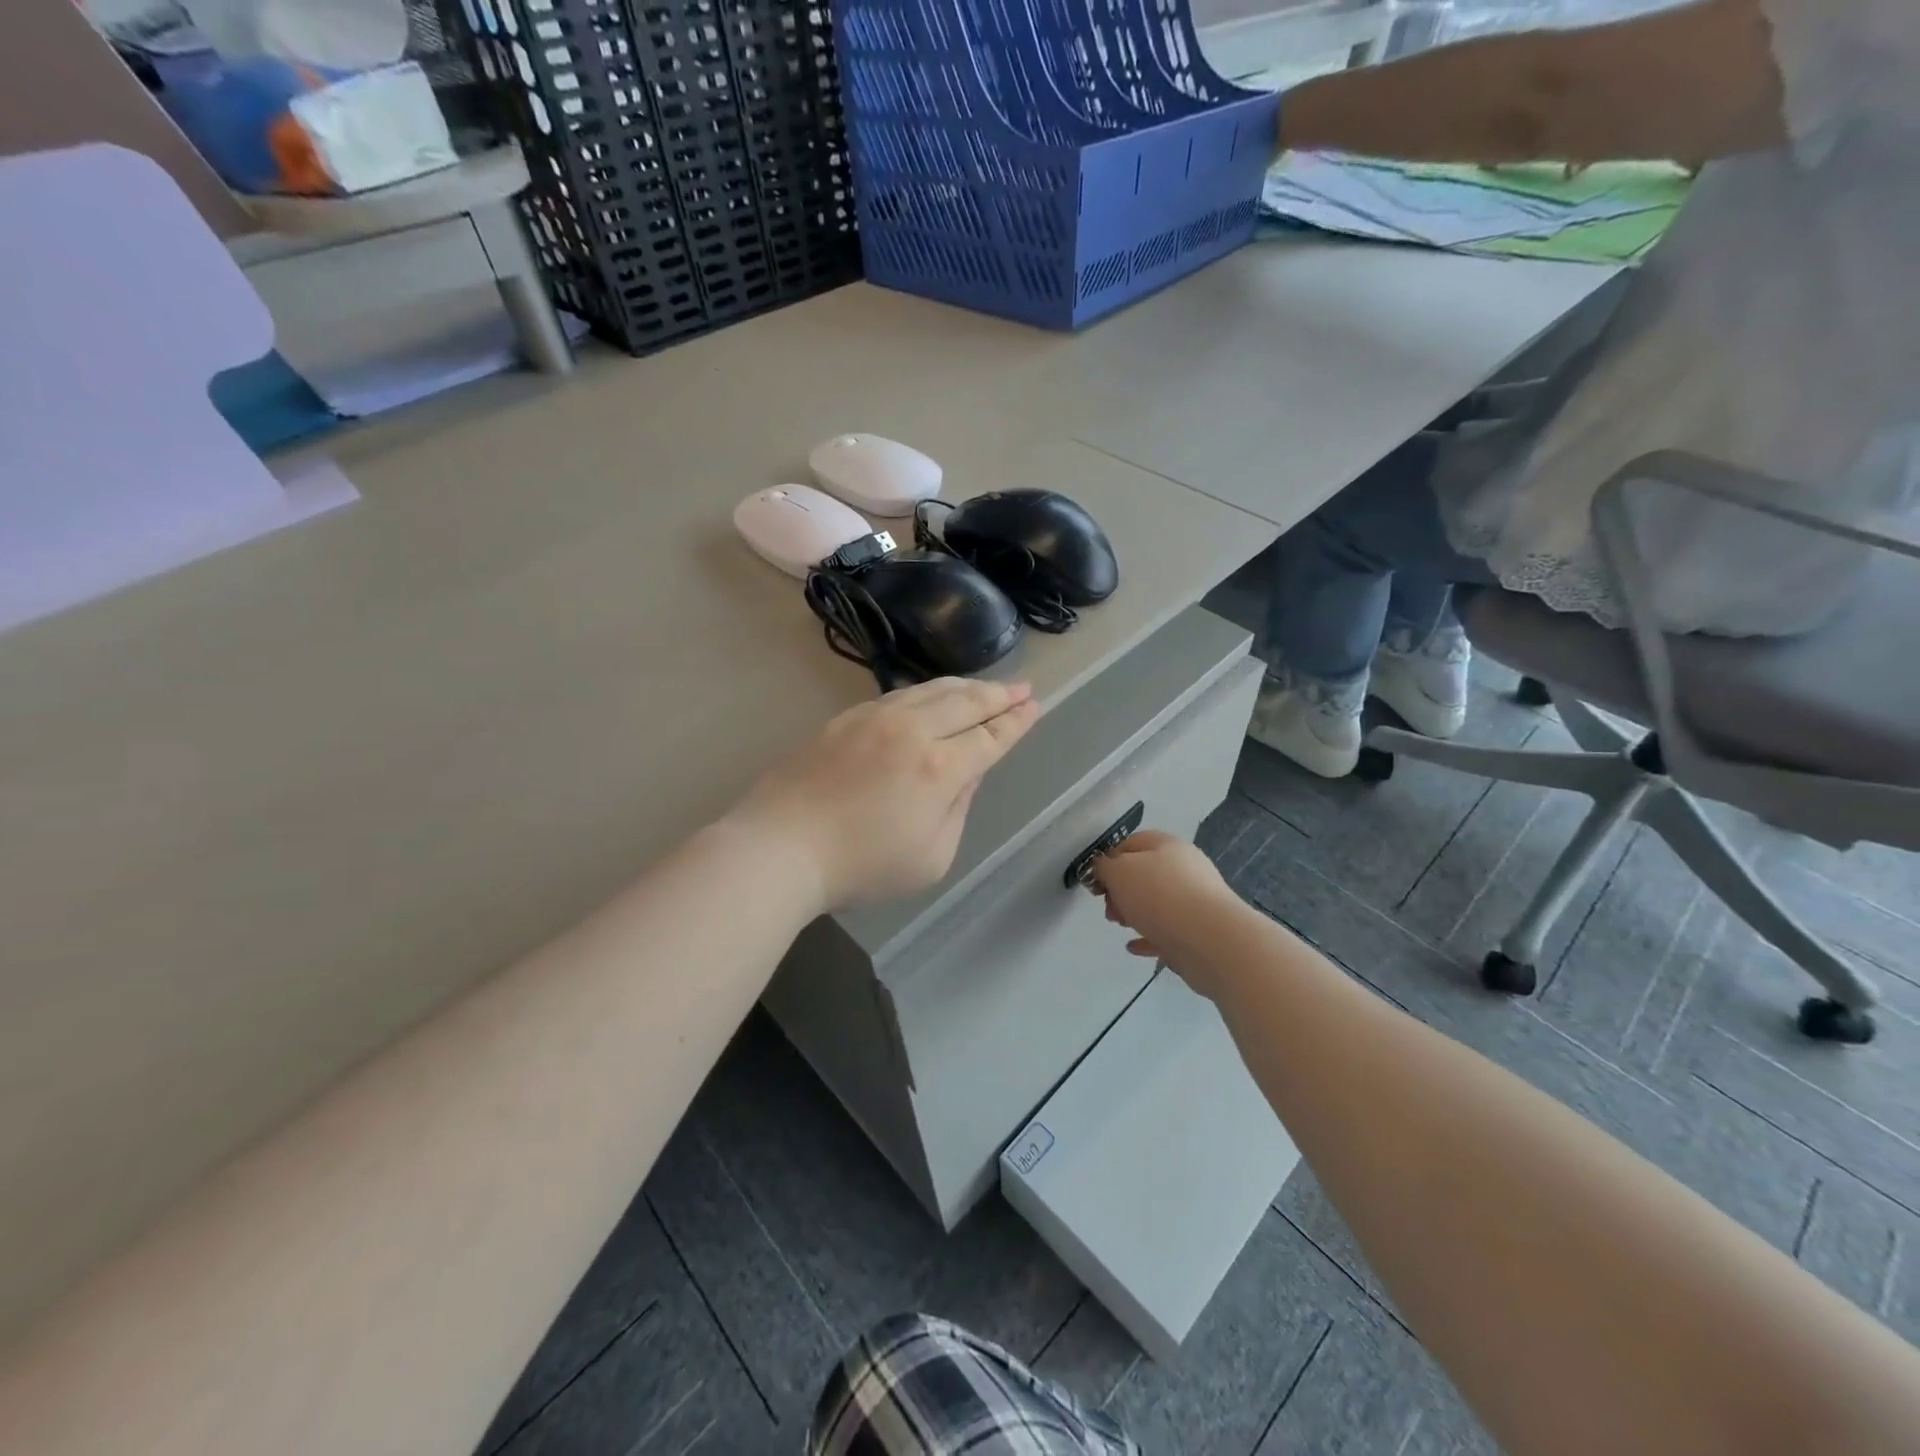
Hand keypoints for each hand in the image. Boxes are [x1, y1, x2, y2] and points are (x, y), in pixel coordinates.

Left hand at [734, 678, 1039, 909]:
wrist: (781, 846)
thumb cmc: (860, 867)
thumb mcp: (930, 858)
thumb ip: (957, 810)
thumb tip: (967, 774)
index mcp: (940, 768)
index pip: (990, 737)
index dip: (1015, 722)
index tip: (1033, 706)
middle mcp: (913, 731)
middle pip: (966, 703)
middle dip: (999, 695)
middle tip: (1022, 687)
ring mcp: (876, 718)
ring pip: (931, 691)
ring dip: (965, 686)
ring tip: (985, 686)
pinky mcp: (846, 719)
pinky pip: (898, 694)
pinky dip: (926, 691)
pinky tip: (930, 695)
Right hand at [1092, 830, 1250, 999]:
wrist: (1212, 940)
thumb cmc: (1160, 897)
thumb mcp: (1119, 872)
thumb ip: (1104, 868)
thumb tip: (1104, 869)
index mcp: (1167, 846)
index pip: (1130, 843)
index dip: (1108, 860)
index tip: (1095, 882)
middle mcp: (1184, 868)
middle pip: (1143, 874)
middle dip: (1120, 891)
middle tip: (1109, 909)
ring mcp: (1195, 901)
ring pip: (1155, 903)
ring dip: (1133, 913)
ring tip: (1121, 926)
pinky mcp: (1199, 931)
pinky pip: (1167, 931)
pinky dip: (1148, 936)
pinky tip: (1133, 946)